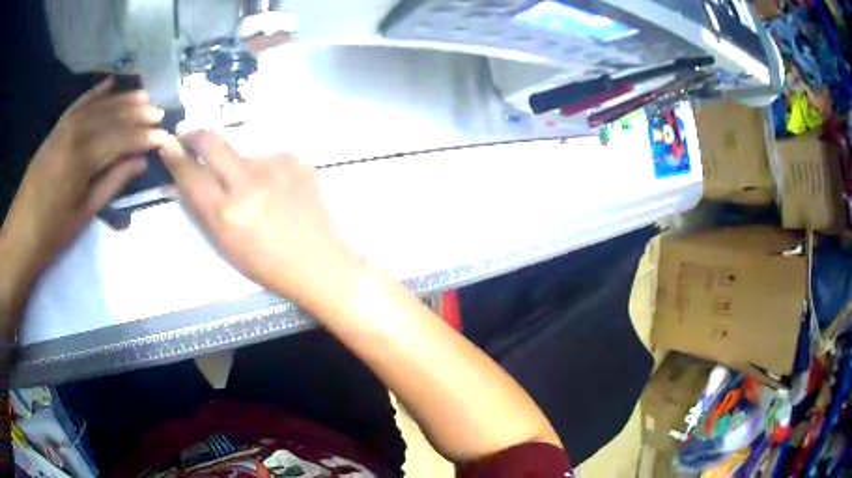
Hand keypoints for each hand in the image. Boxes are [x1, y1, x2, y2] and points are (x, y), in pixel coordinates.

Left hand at [0, 77, 167, 281]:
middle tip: (159, 113)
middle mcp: (75, 134)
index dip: (143, 137)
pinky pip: (79, 103)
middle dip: (137, 115)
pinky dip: (95, 92)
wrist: (21, 233)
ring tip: (144, 96)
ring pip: (98, 106)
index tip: (163, 136)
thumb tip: (140, 162)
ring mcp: (64, 127)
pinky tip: (110, 83)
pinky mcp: (56, 128)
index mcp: (82, 160)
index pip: (120, 139)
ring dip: (122, 100)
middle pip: (111, 117)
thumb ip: (112, 183)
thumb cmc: (52, 233)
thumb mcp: (84, 214)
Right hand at [160, 132, 360, 307]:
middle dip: (195, 135)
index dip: (174, 156)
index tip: (167, 143)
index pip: (190, 174)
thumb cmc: (267, 263)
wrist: (319, 261)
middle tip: (188, 135)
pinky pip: (269, 157)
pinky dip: (265, 170)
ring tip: (255, 192)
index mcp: (227, 212)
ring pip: (243, 152)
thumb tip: (176, 181)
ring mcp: (277, 166)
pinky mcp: (297, 159)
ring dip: (239, 165)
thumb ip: (199, 208)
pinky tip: (277, 190)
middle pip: (212, 141)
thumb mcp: (224, 244)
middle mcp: (249, 182)